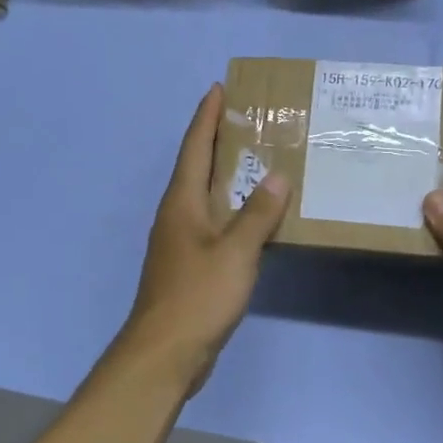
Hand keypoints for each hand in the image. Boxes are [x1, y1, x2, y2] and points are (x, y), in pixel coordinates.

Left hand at [119, 84, 290, 395]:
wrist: (164, 353)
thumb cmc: (198, 296)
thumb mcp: (236, 251)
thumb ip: (258, 213)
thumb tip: (277, 175)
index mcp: (182, 202)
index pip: (195, 147)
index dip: (206, 117)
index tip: (219, 88)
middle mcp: (177, 215)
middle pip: (197, 167)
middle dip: (218, 139)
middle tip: (247, 118)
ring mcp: (181, 241)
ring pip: (206, 195)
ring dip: (226, 174)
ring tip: (256, 159)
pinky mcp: (189, 265)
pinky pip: (214, 223)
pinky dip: (232, 208)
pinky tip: (253, 216)